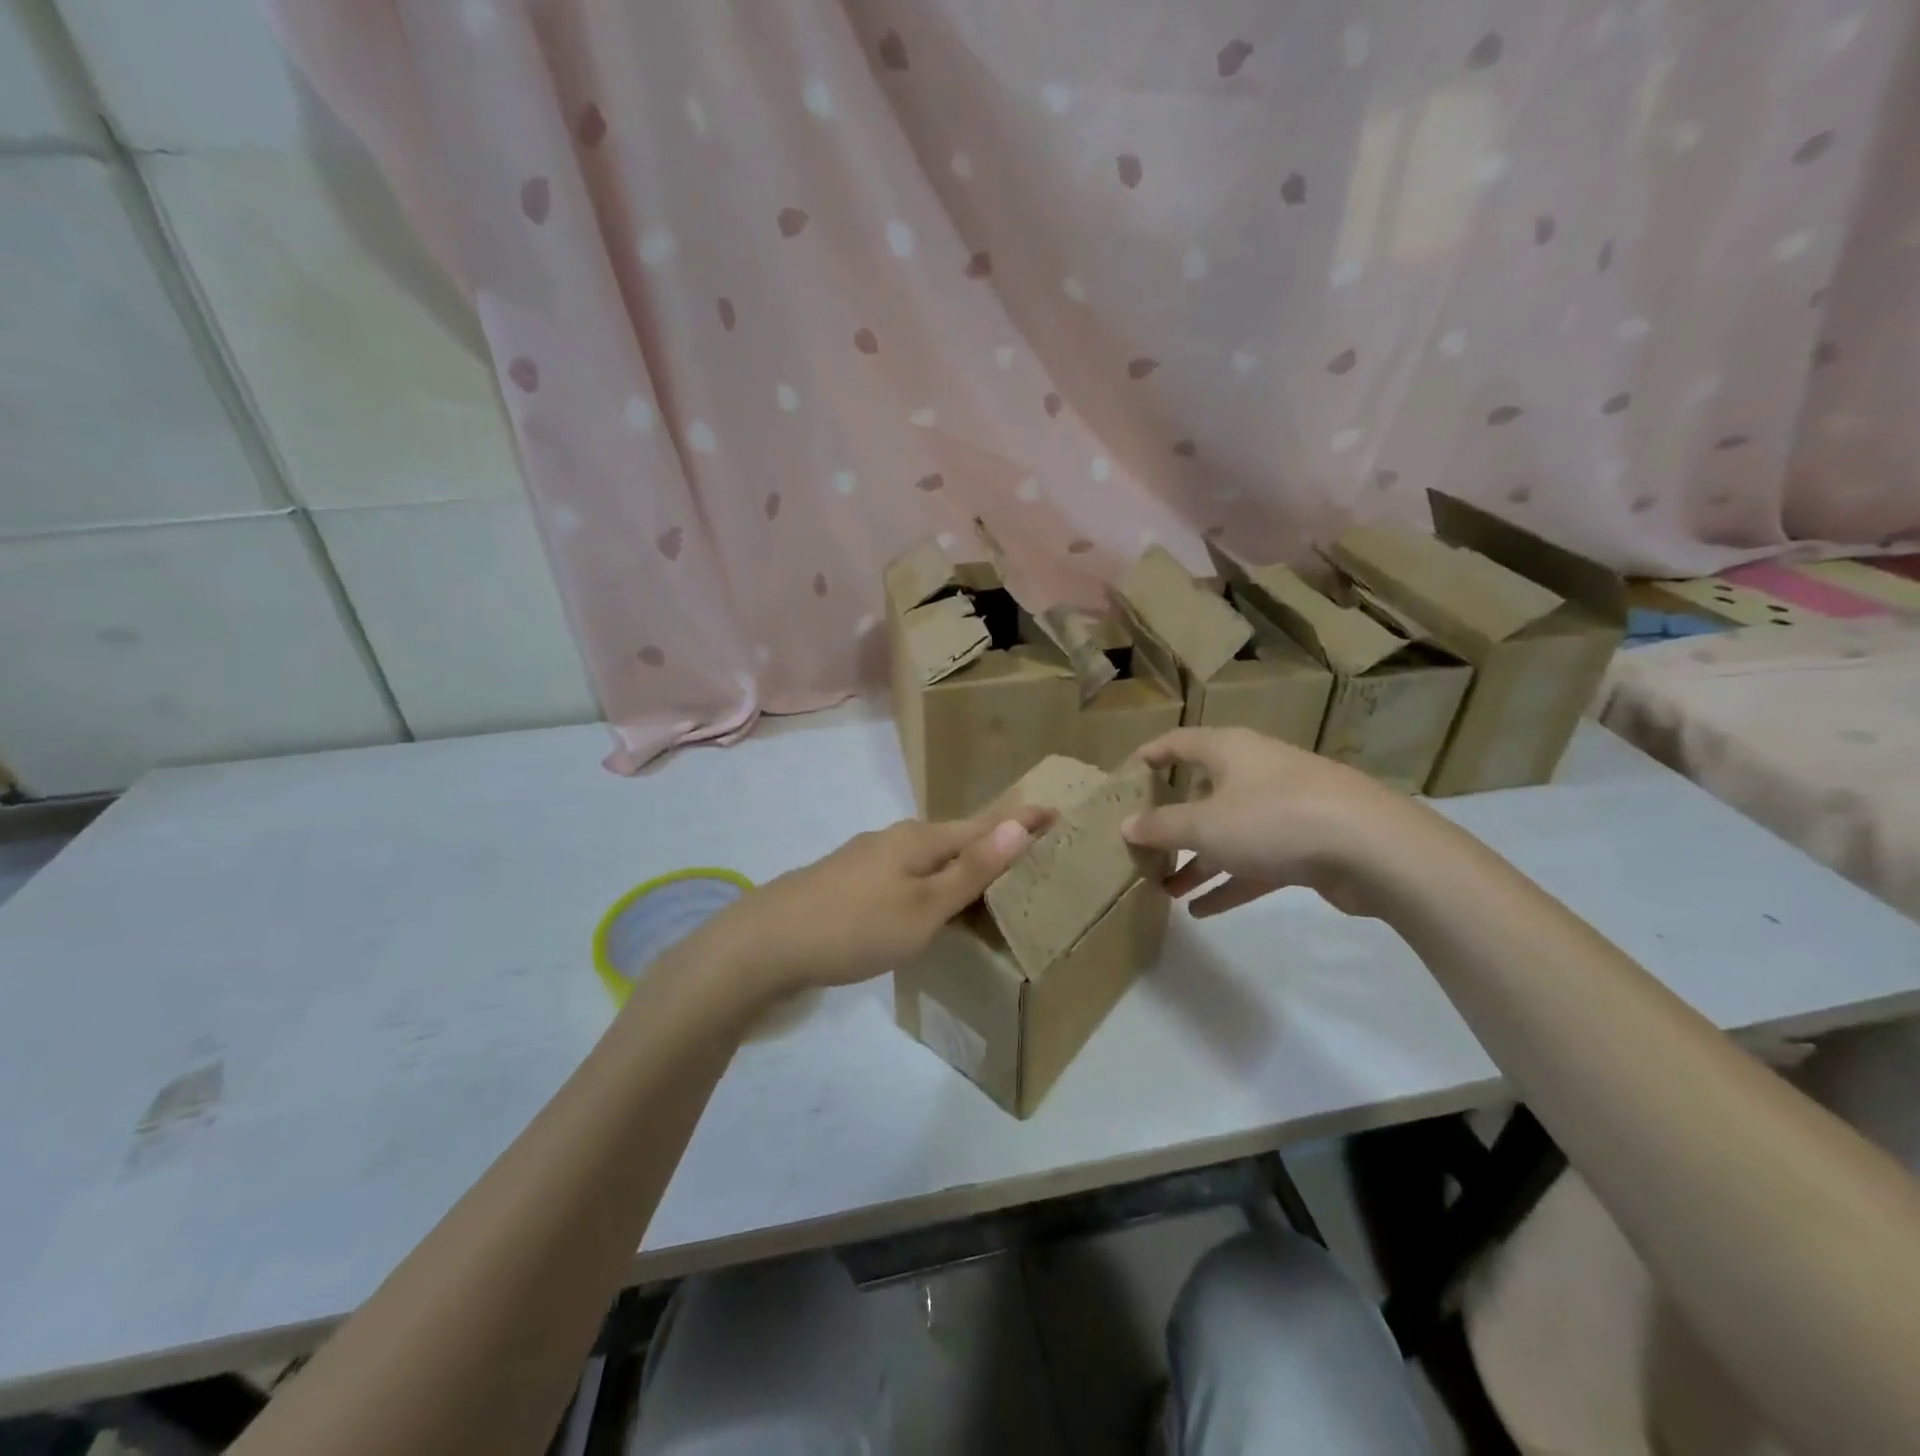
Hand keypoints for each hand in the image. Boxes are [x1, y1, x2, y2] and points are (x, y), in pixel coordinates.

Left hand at [698, 807, 1054, 998]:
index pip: (984, 827)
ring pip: (927, 855)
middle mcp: (894, 838)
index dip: (1021, 823)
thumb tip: (1018, 825)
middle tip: (1028, 849)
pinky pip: (905, 872)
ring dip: (959, 862)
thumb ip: (970, 870)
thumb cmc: (855, 927)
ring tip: (985, 876)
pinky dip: (930, 880)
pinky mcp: (847, 879)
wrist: (766, 942)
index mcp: (919, 840)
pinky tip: (925, 899)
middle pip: (955, 836)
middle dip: (992, 841)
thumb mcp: (922, 907)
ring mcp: (866, 856)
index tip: (1055, 811)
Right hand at [1120, 727, 1425, 916]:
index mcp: (1229, 751)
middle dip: (1172, 823)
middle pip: (1203, 793)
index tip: (1125, 776)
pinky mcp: (1306, 844)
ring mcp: (1284, 808)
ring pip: (1229, 832)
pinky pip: (1255, 861)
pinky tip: (1202, 910)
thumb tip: (1127, 825)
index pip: (1179, 743)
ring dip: (1198, 861)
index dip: (1150, 756)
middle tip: (1143, 846)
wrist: (1374, 849)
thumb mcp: (1205, 826)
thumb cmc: (1274, 819)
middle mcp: (1255, 772)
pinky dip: (1229, 881)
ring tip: (1166, 889)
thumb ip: (1162, 827)